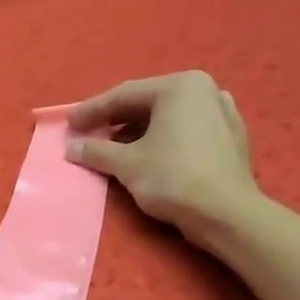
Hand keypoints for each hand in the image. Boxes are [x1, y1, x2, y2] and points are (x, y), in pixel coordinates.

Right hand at [65, 70, 258, 239]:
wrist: (226, 213)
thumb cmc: (173, 177)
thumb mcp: (126, 164)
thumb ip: (96, 151)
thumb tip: (71, 147)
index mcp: (180, 86)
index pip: (124, 95)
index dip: (92, 110)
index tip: (69, 124)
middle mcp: (205, 90)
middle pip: (148, 102)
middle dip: (115, 119)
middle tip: (88, 132)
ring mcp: (222, 112)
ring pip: (168, 117)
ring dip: (136, 131)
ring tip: (113, 147)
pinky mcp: (230, 138)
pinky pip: (186, 131)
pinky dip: (162, 139)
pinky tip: (146, 155)